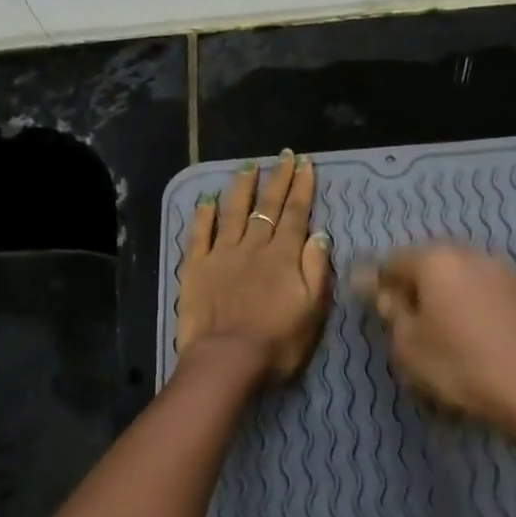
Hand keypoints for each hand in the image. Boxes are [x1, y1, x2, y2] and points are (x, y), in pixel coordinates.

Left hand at [177, 150, 332, 381]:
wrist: (227, 360)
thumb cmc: (277, 343)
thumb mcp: (313, 311)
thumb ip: (316, 270)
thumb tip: (320, 235)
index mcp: (283, 257)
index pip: (295, 214)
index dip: (301, 188)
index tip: (305, 164)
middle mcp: (253, 247)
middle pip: (266, 206)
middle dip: (277, 179)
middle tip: (284, 156)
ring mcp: (221, 255)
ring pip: (233, 212)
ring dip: (242, 188)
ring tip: (248, 166)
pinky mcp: (195, 268)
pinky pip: (199, 234)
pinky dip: (204, 215)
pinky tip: (206, 200)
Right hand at [357, 245, 515, 432]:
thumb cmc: (459, 366)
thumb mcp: (408, 345)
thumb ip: (391, 310)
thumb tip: (379, 288)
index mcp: (437, 261)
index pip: (395, 260)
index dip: (380, 282)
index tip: (377, 308)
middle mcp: (475, 255)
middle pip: (435, 263)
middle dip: (420, 285)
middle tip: (412, 321)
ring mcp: (511, 273)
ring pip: (469, 277)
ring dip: (455, 295)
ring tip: (451, 331)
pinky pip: (497, 295)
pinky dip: (484, 308)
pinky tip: (486, 339)